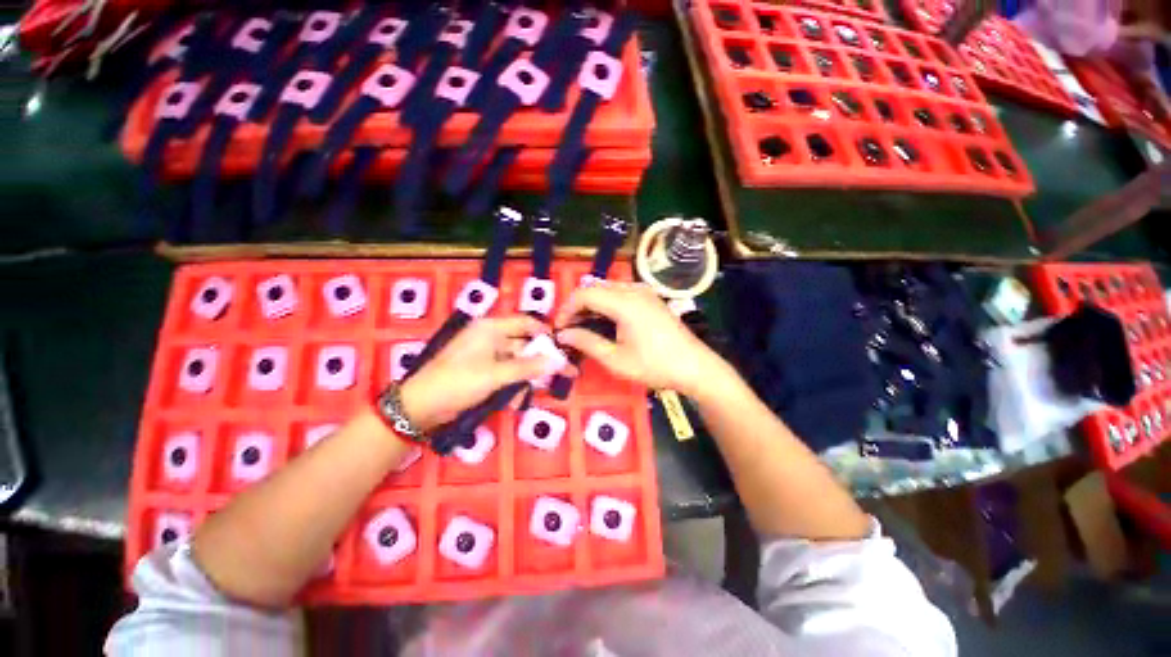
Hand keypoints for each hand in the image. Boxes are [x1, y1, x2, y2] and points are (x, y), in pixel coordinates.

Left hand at [400, 316, 553, 431]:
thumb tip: (559, 361)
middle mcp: (490, 337)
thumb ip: (529, 367)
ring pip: (517, 362)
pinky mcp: (483, 371)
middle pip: (524, 345)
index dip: (546, 333)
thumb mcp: (496, 375)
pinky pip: (506, 374)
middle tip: (562, 374)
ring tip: (529, 395)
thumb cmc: (458, 383)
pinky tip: (513, 401)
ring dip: (525, 379)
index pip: (526, 323)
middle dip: (539, 362)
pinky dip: (512, 386)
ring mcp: (486, 355)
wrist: (420, 408)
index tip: (564, 348)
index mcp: (491, 328)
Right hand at [554, 282, 729, 396]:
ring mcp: (645, 292)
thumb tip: (564, 334)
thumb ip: (587, 343)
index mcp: (624, 302)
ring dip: (592, 303)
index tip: (559, 328)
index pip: (585, 293)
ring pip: (608, 288)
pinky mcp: (651, 297)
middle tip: (569, 328)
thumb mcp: (616, 360)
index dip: (567, 308)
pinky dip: (606, 302)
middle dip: (578, 305)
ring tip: (584, 325)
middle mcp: (634, 290)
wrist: (695, 367)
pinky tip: (605, 320)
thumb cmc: (655, 366)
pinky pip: (621, 292)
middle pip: (595, 287)